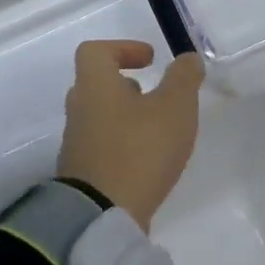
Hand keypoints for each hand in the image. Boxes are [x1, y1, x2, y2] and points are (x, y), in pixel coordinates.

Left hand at [57, 40, 204, 231]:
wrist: (101, 215)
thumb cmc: (140, 150)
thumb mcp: (175, 107)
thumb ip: (184, 78)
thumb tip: (187, 58)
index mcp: (95, 86)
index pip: (95, 52)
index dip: (123, 48)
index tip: (150, 60)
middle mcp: (80, 110)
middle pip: (96, 85)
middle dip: (127, 86)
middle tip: (155, 95)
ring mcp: (77, 145)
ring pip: (100, 117)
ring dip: (127, 117)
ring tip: (159, 131)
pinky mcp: (83, 174)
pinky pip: (103, 147)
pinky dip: (124, 145)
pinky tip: (148, 161)